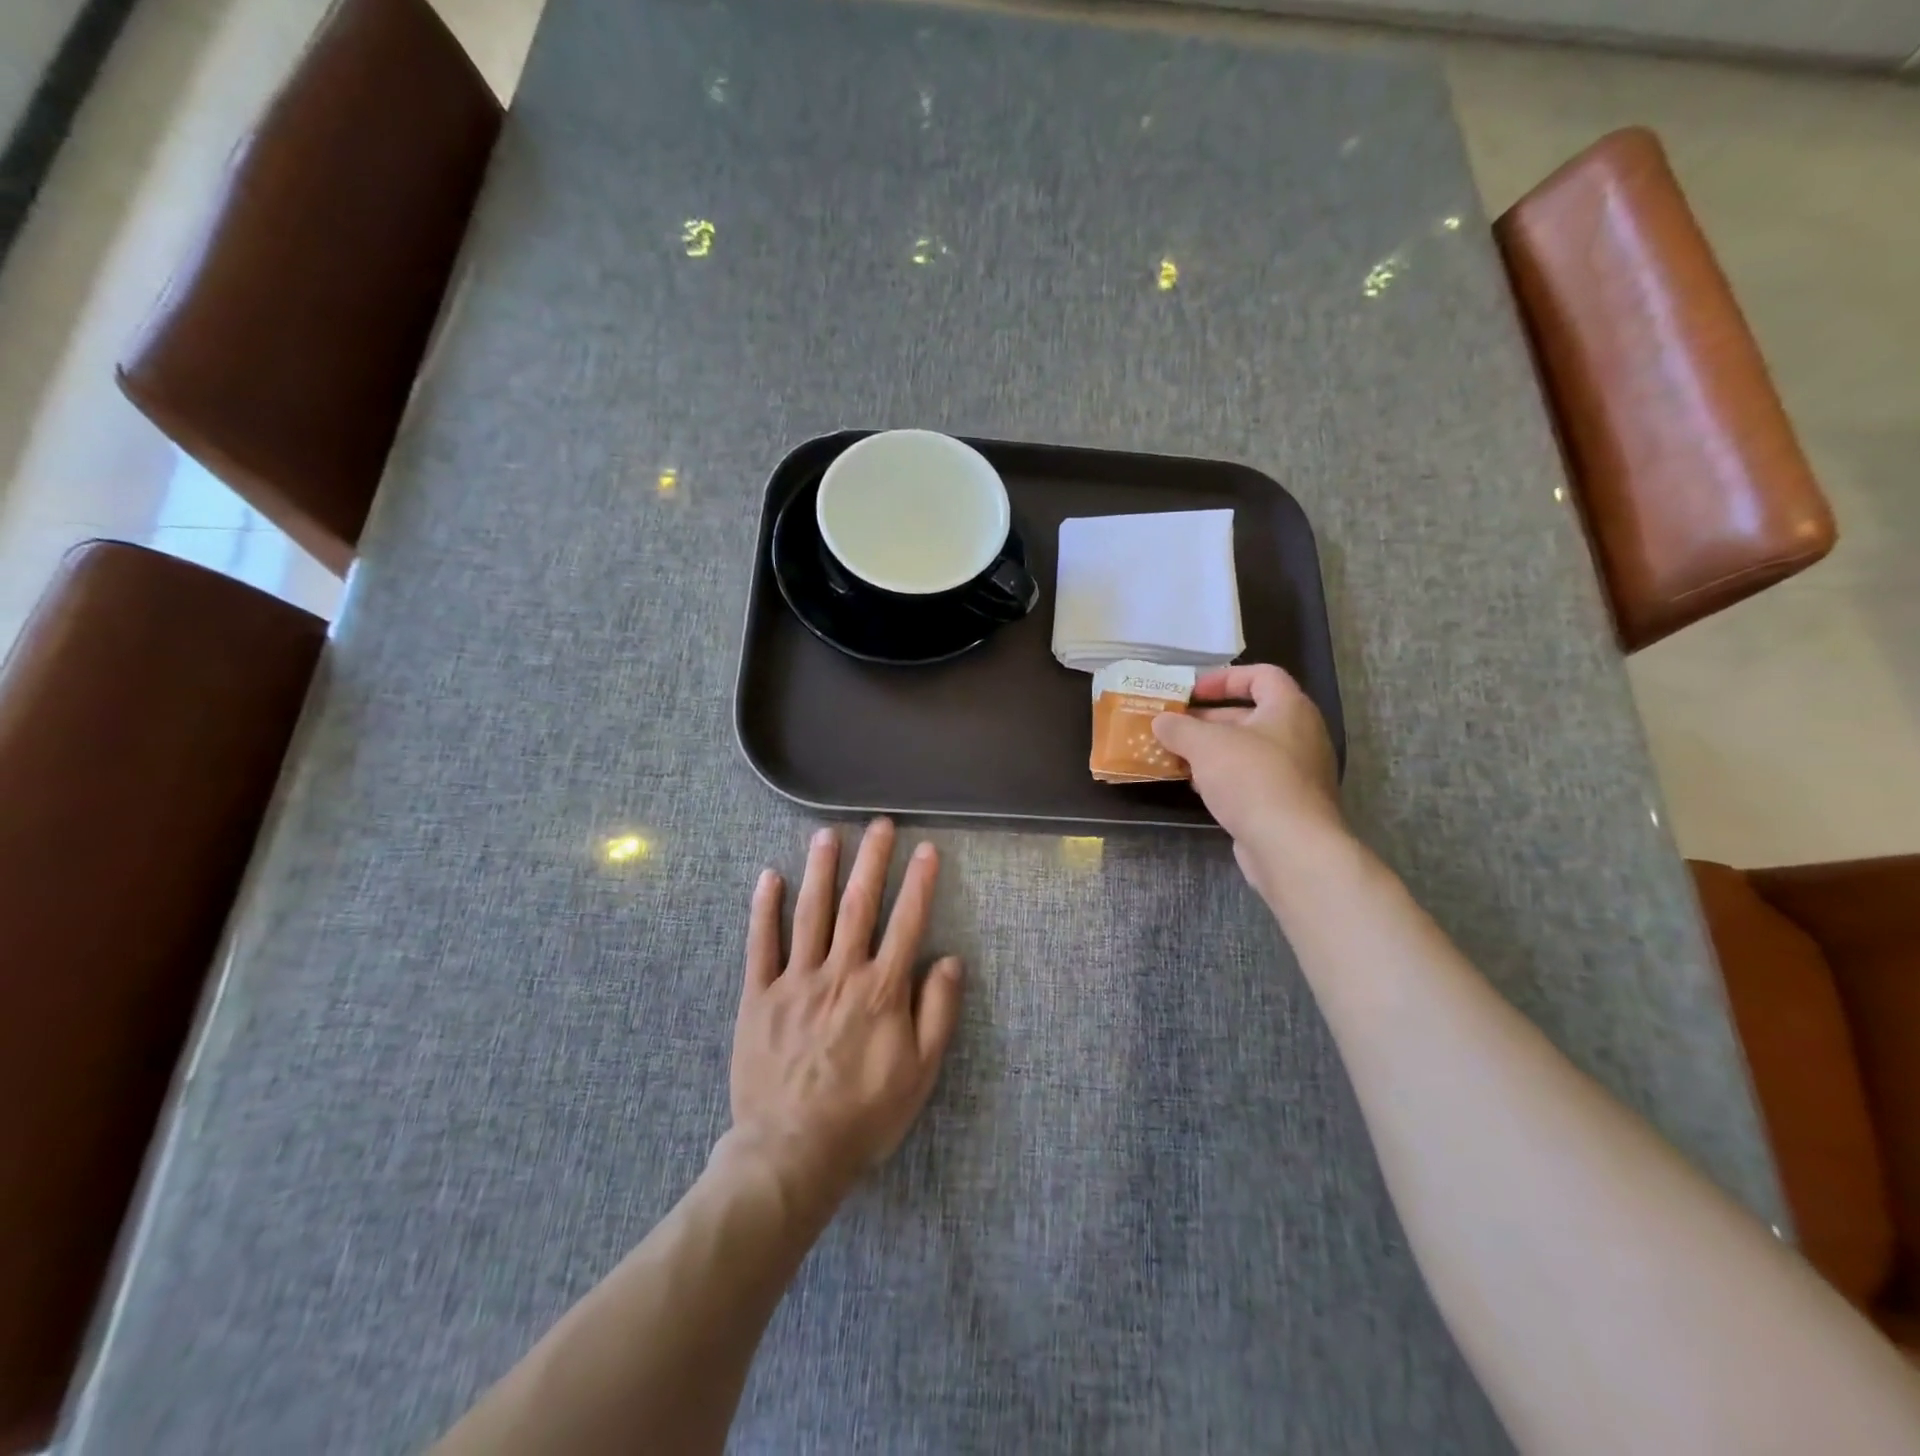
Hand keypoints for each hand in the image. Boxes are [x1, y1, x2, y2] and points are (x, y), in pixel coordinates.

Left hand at [725, 818, 963, 1206]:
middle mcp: (840, 973)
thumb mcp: (920, 1072)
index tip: (926, 848)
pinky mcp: (758, 997)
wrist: (792, 1152)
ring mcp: (795, 981)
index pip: (906, 923)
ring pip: (810, 914)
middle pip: (858, 905)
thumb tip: (951, 960)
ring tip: (828, 834)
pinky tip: (769, 877)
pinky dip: (764, 909)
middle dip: (871, 860)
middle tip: (879, 824)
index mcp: (881, 990)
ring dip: (820, 870)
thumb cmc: (865, 1114)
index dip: (918, 883)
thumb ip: (938, 1012)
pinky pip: (761, 945)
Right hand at [1152, 664, 1345, 896]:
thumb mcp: (1205, 745)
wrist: (1290, 846)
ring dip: (1212, 751)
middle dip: (1209, 720)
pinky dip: (1224, 777)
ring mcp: (1297, 771)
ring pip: (1248, 750)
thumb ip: (1179, 728)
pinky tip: (1198, 788)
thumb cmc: (1252, 779)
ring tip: (1178, 757)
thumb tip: (1161, 721)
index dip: (1224, 678)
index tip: (1192, 693)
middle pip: (1251, 715)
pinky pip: (1252, 779)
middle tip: (1175, 727)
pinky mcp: (1287, 803)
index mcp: (1289, 708)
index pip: (1261, 675)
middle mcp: (1300, 735)